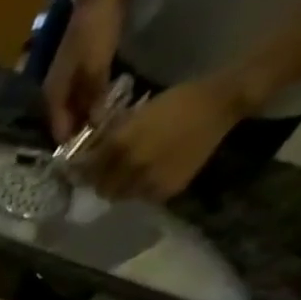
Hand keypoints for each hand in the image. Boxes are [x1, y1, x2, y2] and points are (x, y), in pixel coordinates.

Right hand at [43, 0, 122, 143]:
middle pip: (65, 124)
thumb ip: (94, 99)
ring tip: (105, 132)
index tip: (89, 159)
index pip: (58, 132)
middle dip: (80, 136)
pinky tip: (106, 109)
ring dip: (87, 122)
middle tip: (100, 147)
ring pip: (74, 111)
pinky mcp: (79, 71)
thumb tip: (96, 127)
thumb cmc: (95, 32)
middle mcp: (54, 93)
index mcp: (52, 96)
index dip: (72, 146)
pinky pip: (83, 98)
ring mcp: (65, 82)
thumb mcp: (96, 69)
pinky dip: (92, 106)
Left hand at [80, 75, 249, 201]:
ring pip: (121, 196)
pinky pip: (143, 197)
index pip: (87, 171)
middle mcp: (130, 168)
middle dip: (101, 183)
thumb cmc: (176, 102)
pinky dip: (141, 190)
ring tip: (130, 176)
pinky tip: (150, 177)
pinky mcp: (165, 191)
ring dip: (120, 189)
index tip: (80, 172)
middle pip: (102, 189)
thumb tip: (90, 156)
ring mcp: (148, 182)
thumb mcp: (137, 115)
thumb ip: (111, 138)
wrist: (220, 104)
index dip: (82, 173)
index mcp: (120, 145)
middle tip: (106, 176)